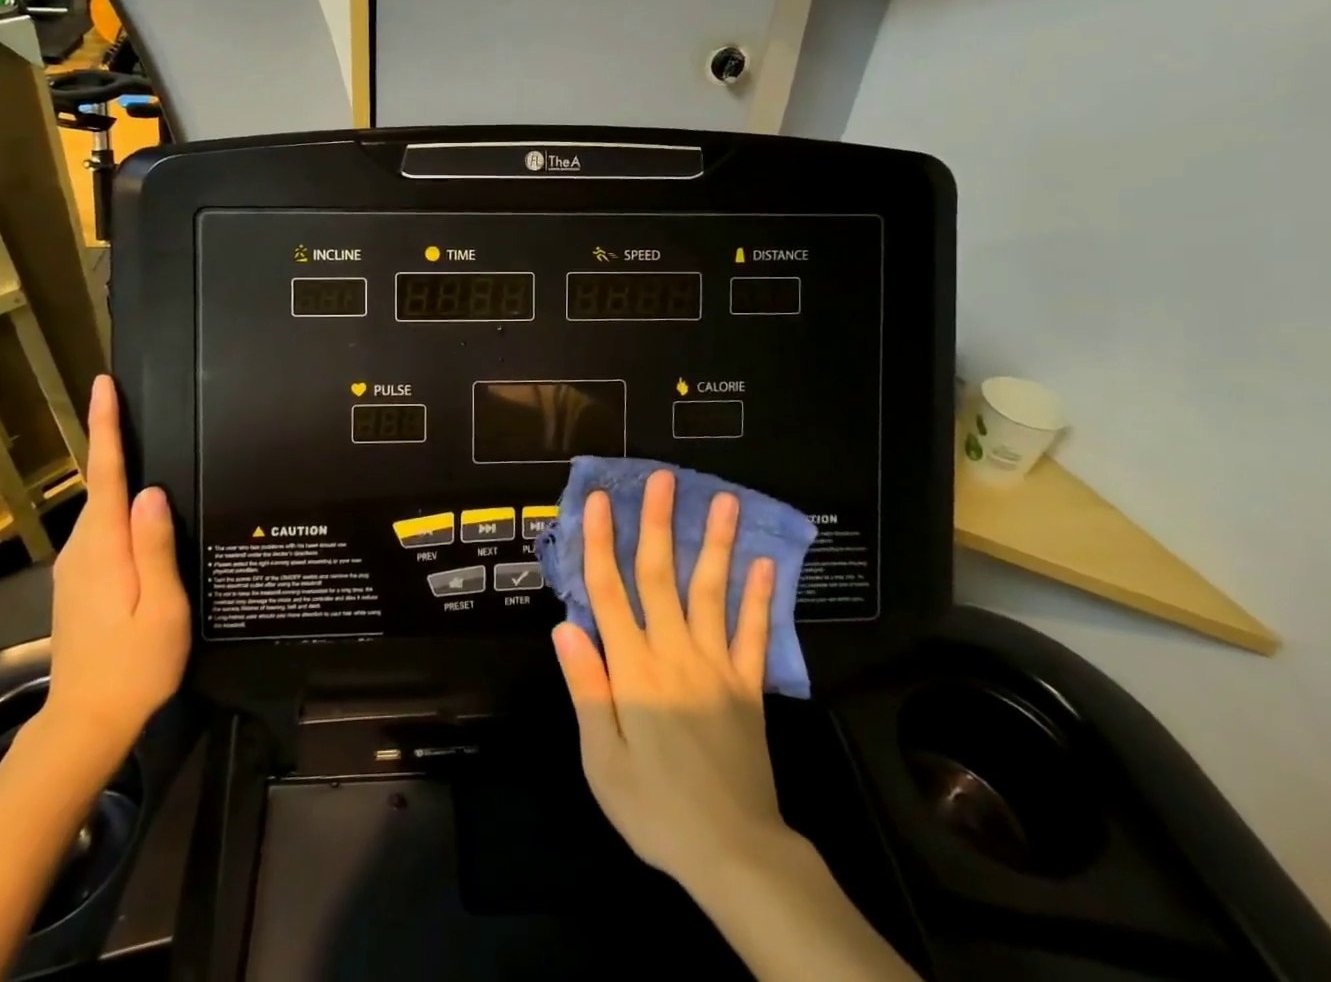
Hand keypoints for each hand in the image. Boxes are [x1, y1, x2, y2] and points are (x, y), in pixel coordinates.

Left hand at [38, 376, 190, 772]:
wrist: (85, 723)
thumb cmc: (135, 665)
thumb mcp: (162, 608)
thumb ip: (155, 548)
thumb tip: (151, 491)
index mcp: (104, 548)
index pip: (105, 473)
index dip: (105, 427)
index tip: (103, 385)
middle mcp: (82, 548)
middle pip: (100, 483)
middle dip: (114, 441)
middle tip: (138, 404)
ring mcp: (75, 566)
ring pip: (101, 507)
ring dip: (118, 474)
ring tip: (147, 449)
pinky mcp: (78, 581)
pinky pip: (102, 528)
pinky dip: (117, 506)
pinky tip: (141, 512)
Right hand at [553, 471, 789, 889]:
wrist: (735, 854)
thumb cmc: (656, 808)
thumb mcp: (602, 759)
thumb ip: (587, 689)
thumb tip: (566, 627)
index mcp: (634, 670)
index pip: (610, 592)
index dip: (600, 542)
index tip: (597, 500)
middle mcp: (674, 653)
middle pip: (661, 576)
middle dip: (658, 523)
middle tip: (662, 477)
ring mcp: (717, 666)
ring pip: (712, 591)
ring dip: (715, 543)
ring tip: (724, 500)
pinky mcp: (748, 685)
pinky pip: (753, 633)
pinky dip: (759, 597)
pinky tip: (764, 563)